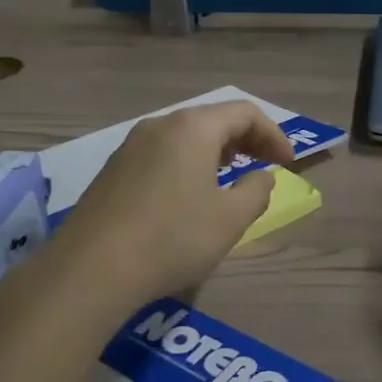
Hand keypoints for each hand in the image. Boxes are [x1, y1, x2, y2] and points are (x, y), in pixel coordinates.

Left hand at [49, 102, 294, 306]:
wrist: (92, 268)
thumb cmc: (173, 238)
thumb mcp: (230, 219)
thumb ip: (256, 191)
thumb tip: (261, 176)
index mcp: (192, 128)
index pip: (244, 113)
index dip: (274, 134)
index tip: (289, 164)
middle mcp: (159, 125)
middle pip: (212, 119)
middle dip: (245, 140)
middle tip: (265, 166)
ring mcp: (130, 146)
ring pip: (184, 136)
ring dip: (215, 152)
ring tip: (230, 178)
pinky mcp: (112, 170)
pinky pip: (161, 154)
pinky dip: (186, 164)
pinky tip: (188, 195)